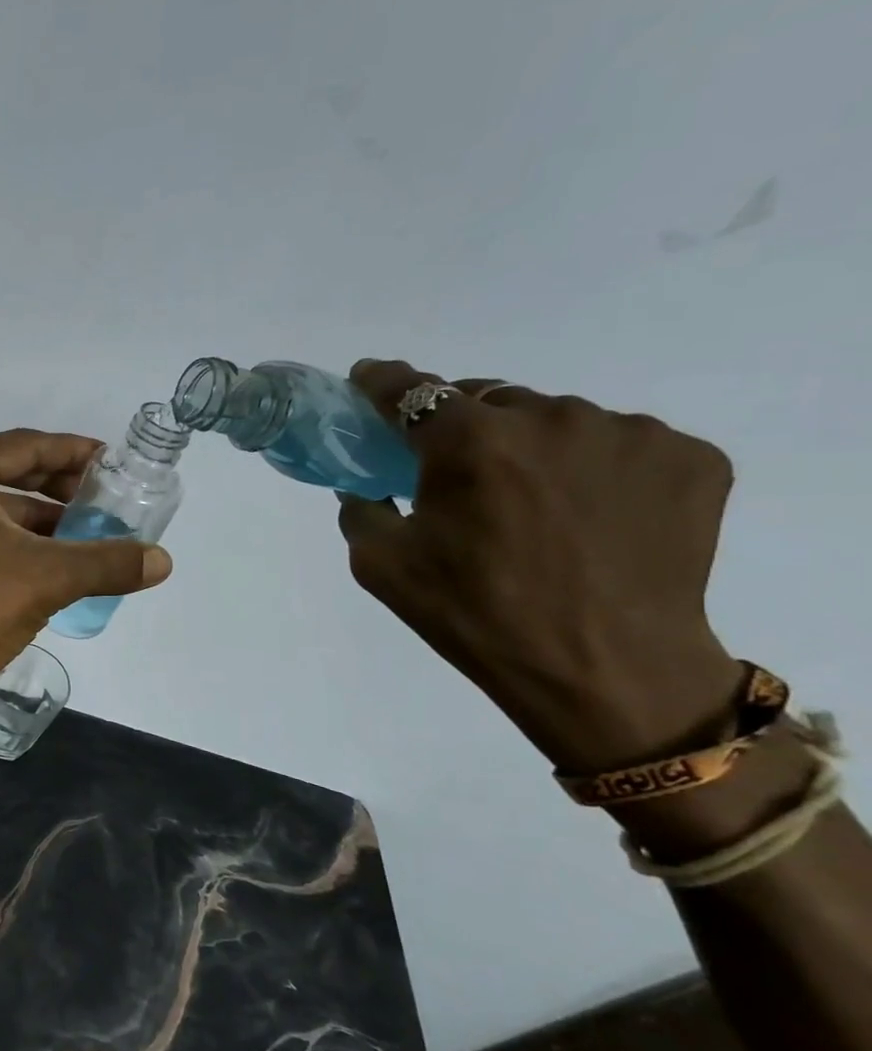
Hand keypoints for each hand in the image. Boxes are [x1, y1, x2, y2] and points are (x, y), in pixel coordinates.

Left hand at [0, 429, 172, 694]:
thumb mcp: (47, 580)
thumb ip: (107, 562)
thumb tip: (162, 561)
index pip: (25, 446)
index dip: (74, 454)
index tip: (110, 465)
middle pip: (1, 473)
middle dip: (53, 490)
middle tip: (97, 504)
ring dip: (28, 520)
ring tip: (74, 539)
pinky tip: (32, 562)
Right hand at [338, 361, 745, 774]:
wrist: (605, 671)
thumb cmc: (475, 616)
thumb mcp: (381, 568)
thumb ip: (360, 511)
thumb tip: (366, 486)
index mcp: (469, 443)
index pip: (413, 390)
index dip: (384, 382)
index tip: (369, 379)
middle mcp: (552, 418)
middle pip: (489, 399)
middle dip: (463, 426)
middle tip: (457, 472)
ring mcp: (629, 434)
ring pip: (558, 420)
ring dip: (532, 446)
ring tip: (534, 504)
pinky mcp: (691, 458)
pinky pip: (620, 444)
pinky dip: (594, 467)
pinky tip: (590, 514)